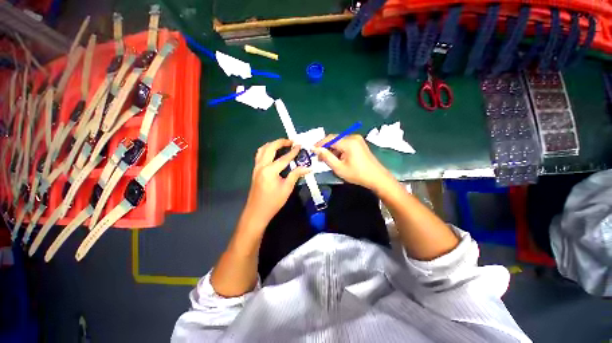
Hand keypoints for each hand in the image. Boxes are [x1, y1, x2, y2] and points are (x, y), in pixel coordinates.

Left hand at [243, 139, 309, 226]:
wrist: (257, 212)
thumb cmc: (273, 202)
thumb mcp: (287, 188)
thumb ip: (296, 175)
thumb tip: (307, 168)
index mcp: (270, 170)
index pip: (284, 158)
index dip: (293, 151)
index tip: (299, 145)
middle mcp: (261, 166)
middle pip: (270, 148)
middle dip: (280, 142)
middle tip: (290, 141)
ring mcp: (256, 168)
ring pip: (262, 149)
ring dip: (272, 144)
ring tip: (282, 144)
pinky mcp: (255, 171)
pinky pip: (259, 155)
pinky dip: (266, 150)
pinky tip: (273, 153)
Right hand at [313, 134, 394, 191]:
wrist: (377, 177)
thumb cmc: (357, 174)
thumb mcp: (339, 168)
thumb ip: (326, 157)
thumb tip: (315, 149)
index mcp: (348, 142)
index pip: (329, 139)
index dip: (319, 144)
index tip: (311, 150)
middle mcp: (353, 137)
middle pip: (334, 139)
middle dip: (325, 147)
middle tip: (318, 157)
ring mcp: (357, 139)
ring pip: (339, 141)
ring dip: (331, 149)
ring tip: (326, 159)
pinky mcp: (359, 143)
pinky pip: (345, 143)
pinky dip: (338, 149)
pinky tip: (336, 158)